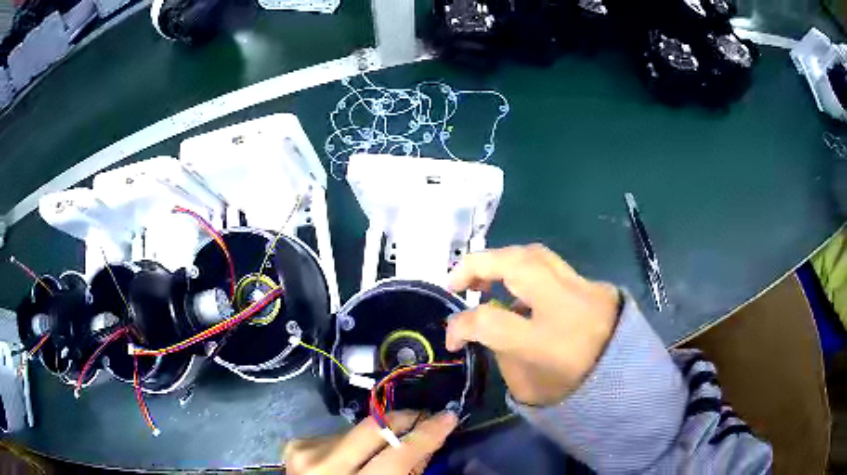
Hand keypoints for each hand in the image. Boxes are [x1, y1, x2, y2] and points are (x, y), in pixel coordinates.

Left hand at [284, 411, 456, 474]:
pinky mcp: (296, 443)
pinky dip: (353, 442)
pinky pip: (338, 435)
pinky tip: (353, 455)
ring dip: (377, 435)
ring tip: (385, 446)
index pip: (398, 454)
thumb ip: (406, 472)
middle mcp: (325, 465)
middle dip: (405, 418)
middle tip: (426, 416)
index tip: (448, 417)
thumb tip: (425, 443)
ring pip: (356, 430)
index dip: (427, 434)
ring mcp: (306, 450)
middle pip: (374, 428)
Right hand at [446, 244, 619, 405]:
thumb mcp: (528, 385)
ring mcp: (582, 287)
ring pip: (533, 253)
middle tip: (456, 282)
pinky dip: (526, 270)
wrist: (628, 379)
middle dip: (474, 264)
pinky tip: (519, 289)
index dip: (459, 325)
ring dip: (500, 260)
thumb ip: (501, 351)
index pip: (488, 319)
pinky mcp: (592, 283)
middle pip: (513, 263)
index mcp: (546, 341)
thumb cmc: (576, 390)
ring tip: (484, 278)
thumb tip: (484, 326)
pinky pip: (551, 265)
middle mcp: (564, 304)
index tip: (452, 338)